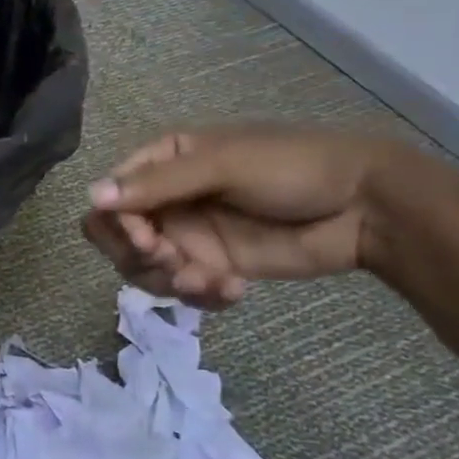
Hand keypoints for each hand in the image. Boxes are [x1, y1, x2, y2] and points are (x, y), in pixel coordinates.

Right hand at [81, 126, 400, 307]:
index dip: (117, 224)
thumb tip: (92, 197)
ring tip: (213, 282)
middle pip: (117, 238)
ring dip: (170, 282)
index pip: (109, 197)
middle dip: (141, 257)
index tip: (149, 240)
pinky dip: (200, 296)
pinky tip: (234, 290)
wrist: (367, 207)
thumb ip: (158, 183)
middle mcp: (166, 199)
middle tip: (177, 264)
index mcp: (162, 162)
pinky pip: (181, 290)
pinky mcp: (213, 266)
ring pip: (143, 269)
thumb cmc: (292, 168)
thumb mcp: (223, 165)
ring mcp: (189, 235)